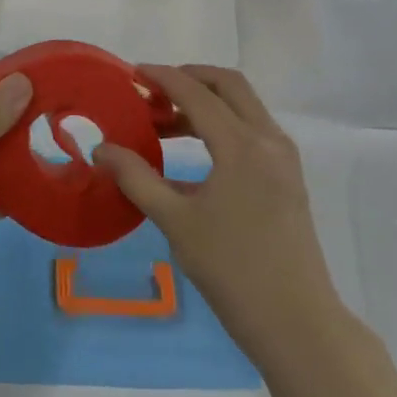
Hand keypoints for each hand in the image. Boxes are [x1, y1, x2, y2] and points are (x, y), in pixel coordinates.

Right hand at [95, 65, 341, 360]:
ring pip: (243, 106)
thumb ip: (136, 178)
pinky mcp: (288, 176)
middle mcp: (268, 139)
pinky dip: (223, 124)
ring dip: (206, 103)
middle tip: (153, 93)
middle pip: (229, 85)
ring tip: (164, 124)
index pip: (196, 93)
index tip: (132, 74)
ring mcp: (283, 157)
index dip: (162, 78)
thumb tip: (101, 149)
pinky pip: (253, 129)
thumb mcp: (176, 222)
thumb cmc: (232, 270)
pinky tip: (194, 153)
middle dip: (190, 78)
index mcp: (241, 145)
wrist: (296, 322)